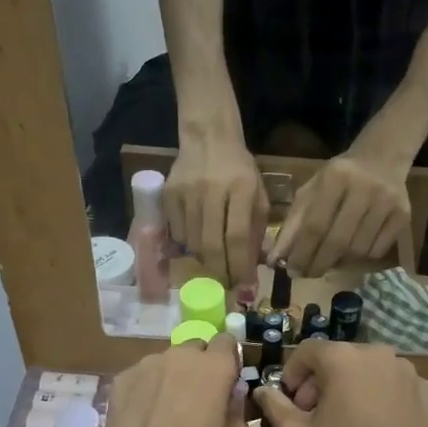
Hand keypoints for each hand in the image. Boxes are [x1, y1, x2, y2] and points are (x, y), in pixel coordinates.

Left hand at [97, 336, 247, 426]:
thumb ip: (237, 408)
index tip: (227, 380)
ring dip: (172, 378)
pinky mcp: (121, 380)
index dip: (229, 360)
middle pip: (195, 348)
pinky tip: (144, 418)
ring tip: (167, 411)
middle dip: (200, 366)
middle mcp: (180, 356)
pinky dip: (147, 390)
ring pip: (166, 362)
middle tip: (198, 398)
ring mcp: (146, 365)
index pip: (227, 341)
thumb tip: (232, 394)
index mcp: (215, 367)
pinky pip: (142, 377)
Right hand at [164, 132, 267, 289]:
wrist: (208, 138)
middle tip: (227, 284)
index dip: (240, 267)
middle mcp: (212, 190)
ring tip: (215, 262)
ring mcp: (187, 192)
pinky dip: (188, 245)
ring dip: (205, 261)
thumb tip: (251, 268)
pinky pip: (177, 233)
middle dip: (221, 272)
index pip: (238, 237)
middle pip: (211, 245)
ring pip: (193, 243)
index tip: (245, 288)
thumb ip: (257, 230)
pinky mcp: (168, 194)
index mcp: (242, 188)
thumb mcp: (258, 195)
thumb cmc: (239, 171)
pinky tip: (197, 241)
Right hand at [252, 341, 427, 426]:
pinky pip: (389, 383)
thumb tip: (262, 390)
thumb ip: (275, 406)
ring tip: (344, 421)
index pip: (308, 352)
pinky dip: (376, 395)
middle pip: (338, 358)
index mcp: (344, 358)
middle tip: (312, 415)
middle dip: (320, 382)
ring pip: (365, 370)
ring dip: (349, 387)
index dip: (292, 374)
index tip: (289, 401)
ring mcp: (405, 371)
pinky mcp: (423, 390)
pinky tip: (372, 425)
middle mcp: (377, 353)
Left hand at [277, 150, 410, 275]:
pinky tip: (351, 251)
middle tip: (306, 274)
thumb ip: (293, 224)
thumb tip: (276, 259)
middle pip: (338, 241)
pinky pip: (376, 252)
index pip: (315, 225)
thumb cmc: (339, 178)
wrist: (382, 159)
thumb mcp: (312, 191)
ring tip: (328, 260)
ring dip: (338, 262)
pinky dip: (359, 258)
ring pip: (357, 250)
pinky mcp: (403, 216)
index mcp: (337, 176)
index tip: (290, 270)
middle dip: (318, 263)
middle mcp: (365, 188)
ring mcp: (388, 203)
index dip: (301, 252)